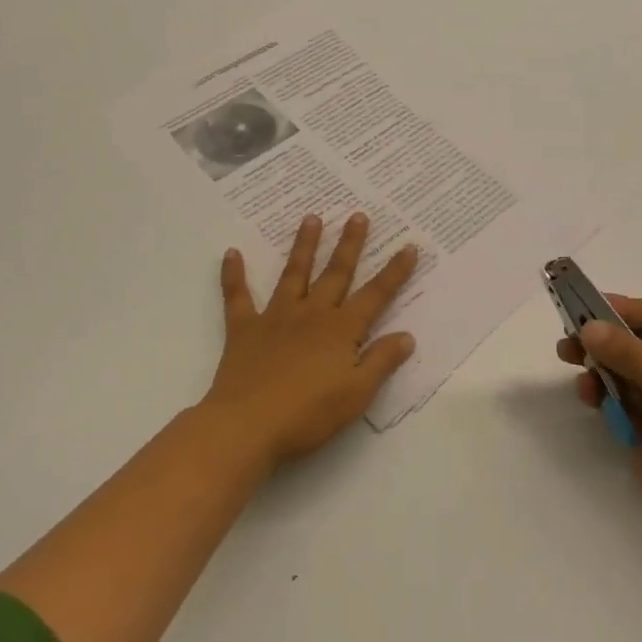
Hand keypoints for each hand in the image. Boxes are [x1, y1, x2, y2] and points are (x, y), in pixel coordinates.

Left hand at [204, 213, 418, 471]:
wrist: (247, 426)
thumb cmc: (308, 415)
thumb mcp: (356, 394)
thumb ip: (381, 362)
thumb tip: (406, 335)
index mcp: (341, 330)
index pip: (376, 295)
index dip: (395, 272)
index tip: (408, 246)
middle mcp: (312, 314)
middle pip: (336, 273)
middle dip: (350, 244)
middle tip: (358, 215)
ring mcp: (276, 317)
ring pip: (294, 273)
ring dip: (303, 245)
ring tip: (311, 218)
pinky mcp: (244, 329)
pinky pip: (237, 297)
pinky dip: (234, 275)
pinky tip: (232, 253)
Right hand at [558, 296, 641, 570]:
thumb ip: (632, 357)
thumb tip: (589, 326)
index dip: (620, 309)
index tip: (584, 308)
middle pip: (629, 340)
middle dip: (600, 337)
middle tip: (568, 338)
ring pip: (616, 368)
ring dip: (594, 363)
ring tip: (570, 363)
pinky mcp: (640, 427)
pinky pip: (612, 396)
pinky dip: (597, 391)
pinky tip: (588, 397)